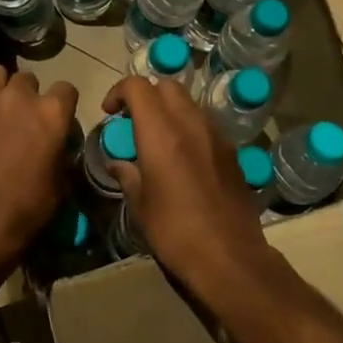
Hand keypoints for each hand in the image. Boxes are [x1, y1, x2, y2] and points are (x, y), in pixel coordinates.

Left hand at [0, 65, 77, 283]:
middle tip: (22, 120)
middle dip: (27, 96)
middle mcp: (20, 98)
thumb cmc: (27, 210)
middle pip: (28, 79)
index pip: (66, 89)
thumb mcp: (61, 184)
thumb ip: (62, 153)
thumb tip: (59, 144)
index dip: (62, 105)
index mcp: (52, 114)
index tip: (57, 120)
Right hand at [101, 75, 266, 289]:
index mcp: (160, 132)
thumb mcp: (140, 205)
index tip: (110, 113)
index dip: (119, 92)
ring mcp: (216, 135)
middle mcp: (190, 123)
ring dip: (169, 110)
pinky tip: (184, 157)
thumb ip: (127, 175)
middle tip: (133, 121)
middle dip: (146, 95)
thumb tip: (118, 164)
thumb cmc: (174, 231)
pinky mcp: (232, 152)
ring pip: (189, 102)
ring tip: (158, 139)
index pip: (137, 86)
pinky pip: (206, 124)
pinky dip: (189, 127)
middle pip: (167, 86)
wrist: (229, 257)